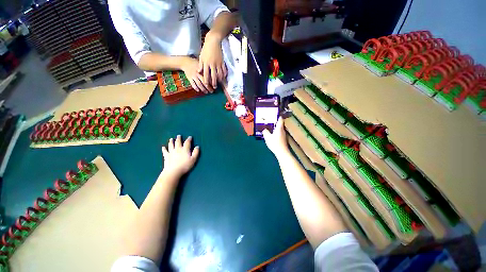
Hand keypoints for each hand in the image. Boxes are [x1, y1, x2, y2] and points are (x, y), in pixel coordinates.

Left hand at [162, 135, 199, 177]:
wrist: (173, 171)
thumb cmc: (185, 166)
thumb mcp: (193, 159)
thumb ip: (196, 152)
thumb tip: (197, 146)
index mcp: (185, 149)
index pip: (187, 142)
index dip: (189, 139)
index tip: (190, 137)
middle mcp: (178, 149)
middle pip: (178, 142)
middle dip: (179, 138)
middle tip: (179, 136)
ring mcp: (171, 152)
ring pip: (171, 145)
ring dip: (171, 141)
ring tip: (171, 139)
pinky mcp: (166, 156)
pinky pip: (165, 151)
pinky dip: (164, 149)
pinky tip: (163, 147)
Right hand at [181, 57, 212, 92]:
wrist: (185, 62)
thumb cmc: (197, 64)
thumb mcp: (203, 65)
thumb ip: (208, 71)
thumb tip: (216, 77)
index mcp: (203, 70)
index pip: (209, 78)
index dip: (212, 83)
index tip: (215, 87)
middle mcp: (198, 73)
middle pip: (204, 82)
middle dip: (209, 88)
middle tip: (212, 91)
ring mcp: (193, 75)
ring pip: (199, 84)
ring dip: (203, 89)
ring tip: (206, 92)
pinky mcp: (189, 77)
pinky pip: (193, 84)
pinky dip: (195, 88)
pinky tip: (198, 90)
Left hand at [199, 32, 226, 89]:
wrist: (213, 41)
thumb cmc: (206, 49)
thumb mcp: (201, 56)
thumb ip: (200, 65)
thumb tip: (198, 72)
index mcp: (206, 63)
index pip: (206, 74)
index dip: (206, 80)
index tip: (206, 85)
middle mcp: (212, 64)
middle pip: (213, 75)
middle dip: (214, 82)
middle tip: (214, 87)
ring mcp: (218, 63)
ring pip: (219, 73)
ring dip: (220, 79)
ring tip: (219, 83)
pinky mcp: (222, 61)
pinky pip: (224, 69)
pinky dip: (224, 74)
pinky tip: (224, 77)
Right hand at [262, 117, 288, 156]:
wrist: (282, 152)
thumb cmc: (275, 143)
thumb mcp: (267, 137)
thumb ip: (265, 132)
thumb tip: (264, 129)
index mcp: (279, 128)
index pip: (280, 119)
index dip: (278, 116)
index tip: (274, 114)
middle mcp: (282, 130)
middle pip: (280, 124)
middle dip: (275, 121)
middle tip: (269, 120)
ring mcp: (283, 135)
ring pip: (279, 128)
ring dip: (275, 127)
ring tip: (269, 126)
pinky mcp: (282, 139)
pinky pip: (279, 132)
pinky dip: (275, 131)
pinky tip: (271, 134)